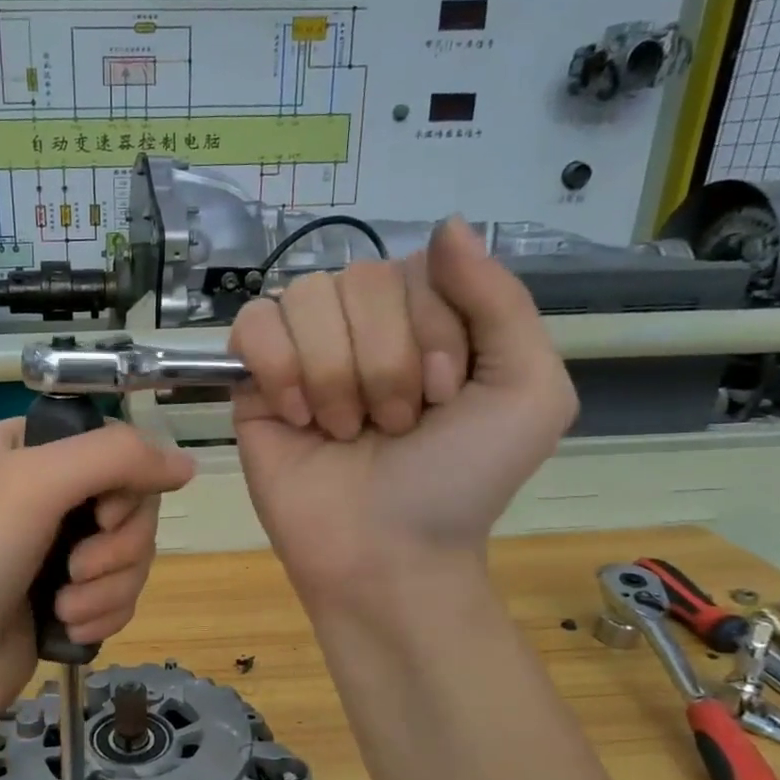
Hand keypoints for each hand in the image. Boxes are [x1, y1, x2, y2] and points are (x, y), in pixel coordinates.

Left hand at [0, 417, 193, 729]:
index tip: (101, 515)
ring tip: (63, 607)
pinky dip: (102, 614)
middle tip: (75, 568)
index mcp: (33, 449)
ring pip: (134, 556)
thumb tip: (189, 465)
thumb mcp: (36, 483)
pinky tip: (67, 628)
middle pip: (135, 506)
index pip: (119, 448)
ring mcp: (60, 548)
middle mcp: (49, 492)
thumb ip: (117, 458)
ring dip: (107, 588)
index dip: (127, 485)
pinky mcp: (70, 596)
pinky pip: (123, 594)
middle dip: (116, 548)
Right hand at [230, 217, 576, 609]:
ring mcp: (305, 353)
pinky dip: (278, 367)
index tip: (441, 398)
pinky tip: (297, 415)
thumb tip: (447, 225)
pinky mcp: (254, 383)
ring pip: (305, 298)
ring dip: (334, 374)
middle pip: (359, 279)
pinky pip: (252, 324)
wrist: (385, 555)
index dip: (431, 330)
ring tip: (344, 432)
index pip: (417, 266)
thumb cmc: (460, 482)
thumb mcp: (526, 392)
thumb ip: (500, 300)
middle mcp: (364, 327)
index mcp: (429, 320)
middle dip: (384, 362)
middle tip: (393, 426)